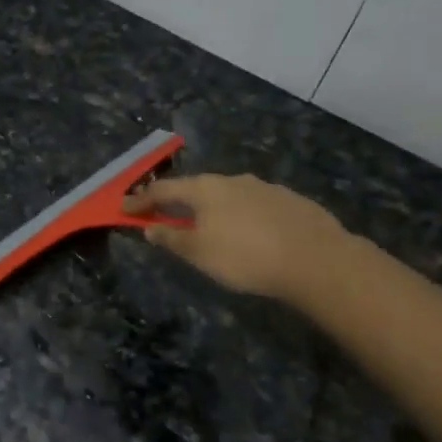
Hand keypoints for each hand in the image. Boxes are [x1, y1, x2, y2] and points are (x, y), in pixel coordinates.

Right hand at [125, 173, 353, 305]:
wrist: (317, 260)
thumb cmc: (246, 256)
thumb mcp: (200, 253)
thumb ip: (172, 239)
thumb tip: (151, 227)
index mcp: (206, 189)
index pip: (164, 190)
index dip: (141, 200)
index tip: (124, 208)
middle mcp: (233, 180)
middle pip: (198, 188)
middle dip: (179, 201)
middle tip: (166, 214)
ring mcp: (266, 188)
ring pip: (229, 195)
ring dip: (213, 208)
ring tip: (210, 226)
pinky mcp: (292, 202)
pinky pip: (256, 206)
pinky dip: (242, 216)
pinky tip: (250, 233)